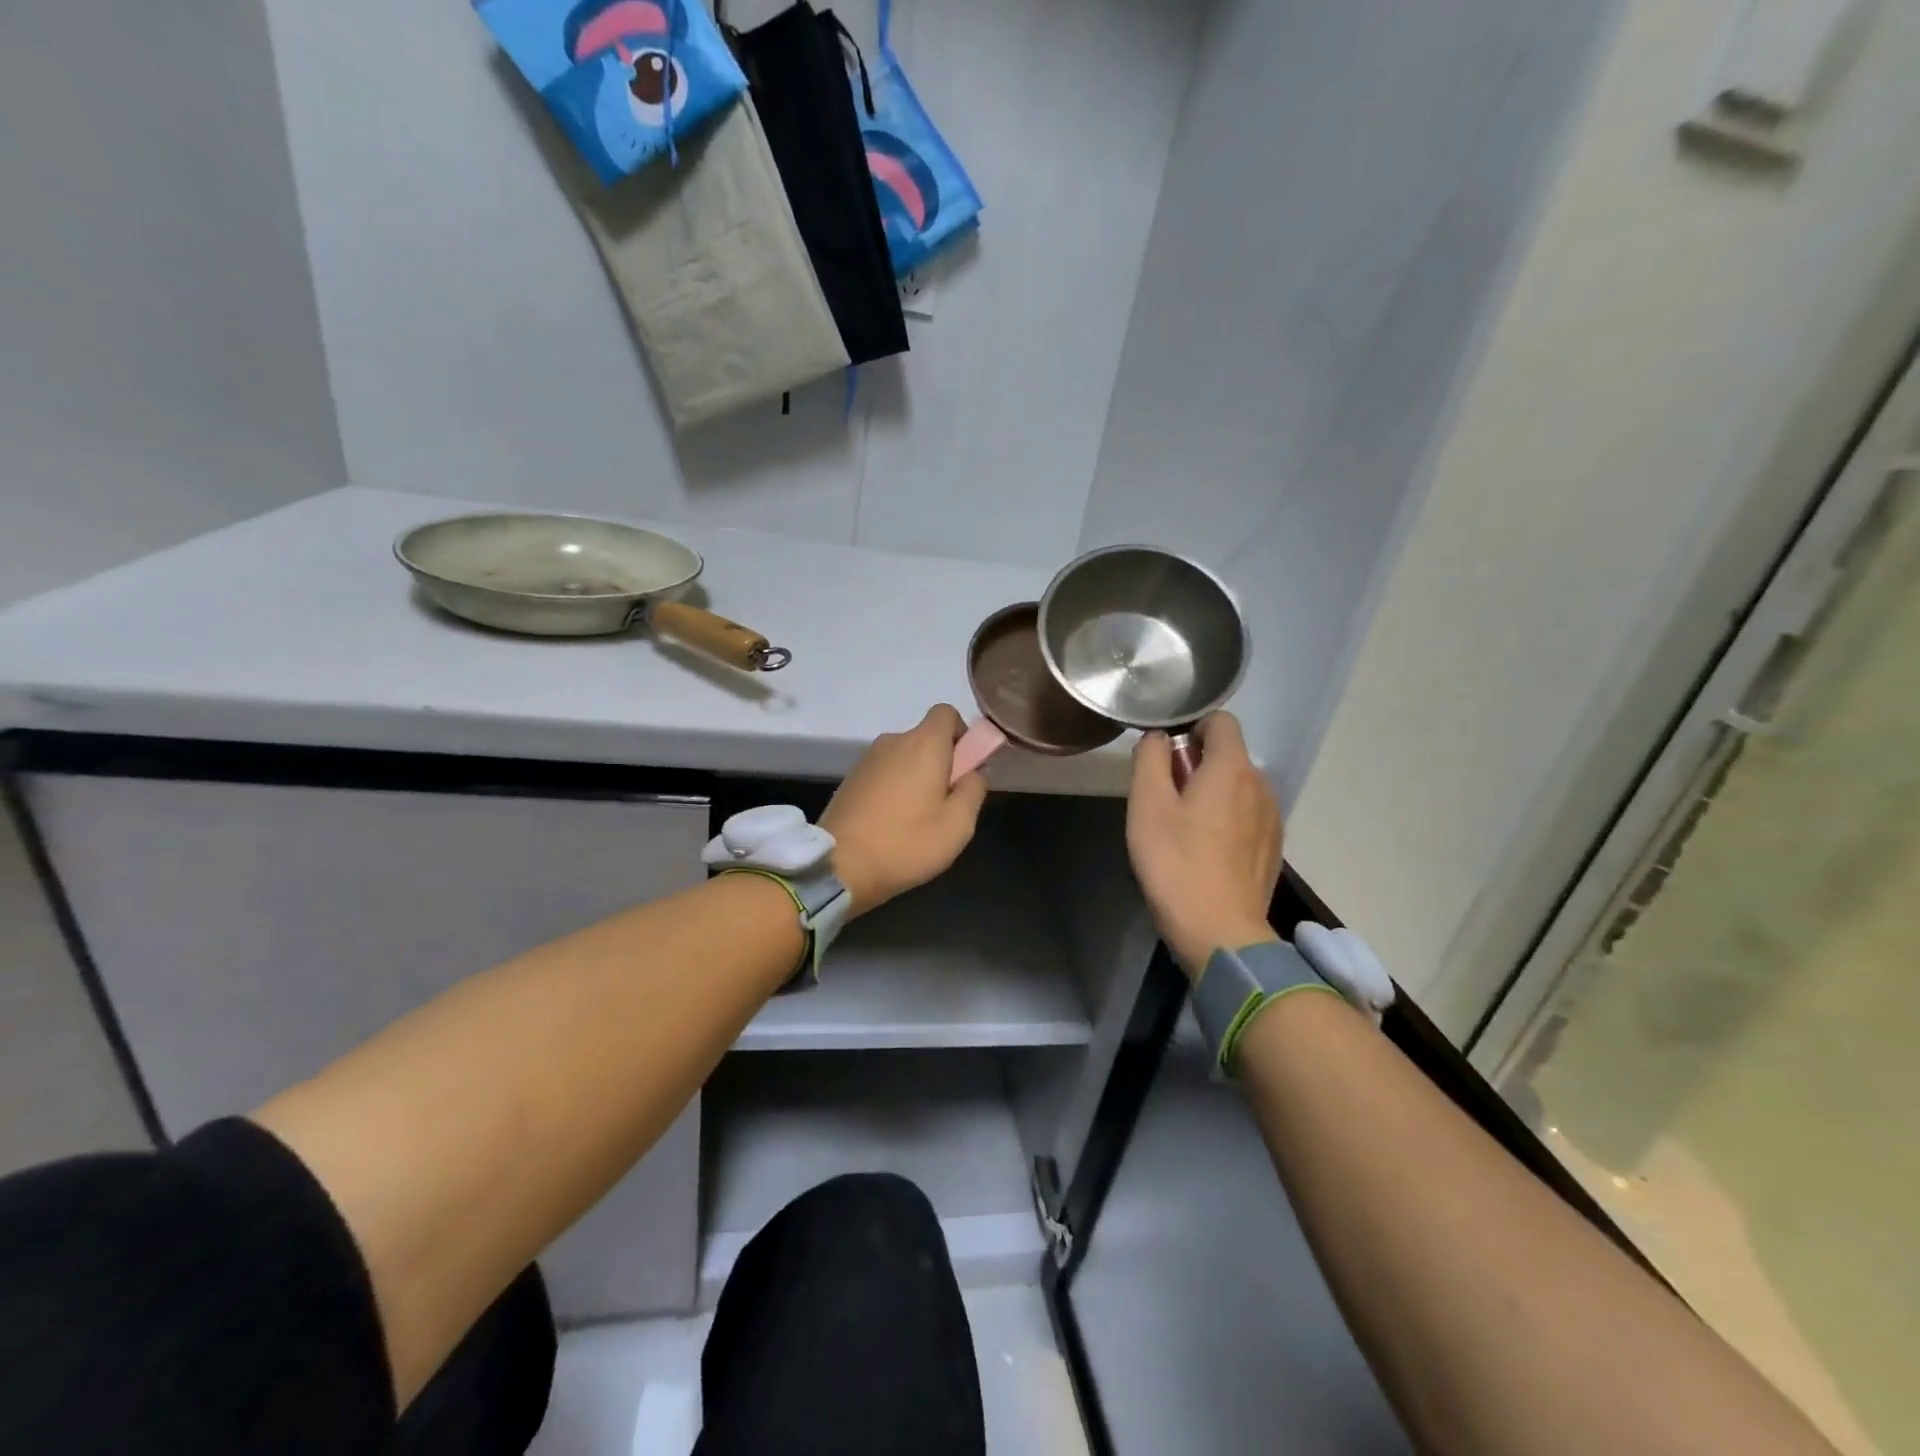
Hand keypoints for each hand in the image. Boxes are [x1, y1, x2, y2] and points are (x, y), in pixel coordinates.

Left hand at [822, 705, 988, 913]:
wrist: (840, 866)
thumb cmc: (907, 843)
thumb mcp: (958, 824)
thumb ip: (974, 789)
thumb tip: (974, 771)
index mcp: (923, 744)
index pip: (946, 712)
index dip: (962, 734)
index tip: (966, 766)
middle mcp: (893, 741)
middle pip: (926, 737)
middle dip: (941, 762)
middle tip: (946, 803)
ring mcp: (867, 759)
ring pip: (904, 757)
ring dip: (916, 777)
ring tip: (918, 819)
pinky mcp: (850, 779)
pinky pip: (884, 773)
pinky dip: (894, 788)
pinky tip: (892, 822)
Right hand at [1126, 712, 1282, 977]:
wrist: (1219, 931)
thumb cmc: (1176, 862)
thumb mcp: (1147, 804)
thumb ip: (1150, 758)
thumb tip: (1158, 738)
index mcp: (1232, 767)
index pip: (1221, 720)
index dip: (1191, 727)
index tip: (1166, 756)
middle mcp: (1261, 784)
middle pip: (1228, 754)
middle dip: (1196, 764)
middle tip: (1164, 798)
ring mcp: (1272, 818)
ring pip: (1237, 786)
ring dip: (1211, 793)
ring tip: (1182, 829)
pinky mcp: (1273, 847)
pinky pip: (1247, 815)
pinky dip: (1226, 819)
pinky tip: (1204, 851)